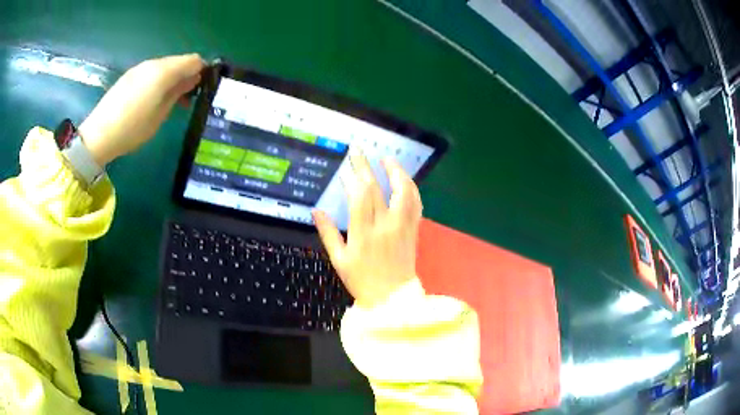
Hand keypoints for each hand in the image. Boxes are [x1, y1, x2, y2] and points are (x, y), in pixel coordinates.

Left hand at [78, 54, 204, 165]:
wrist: (99, 135)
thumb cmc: (133, 129)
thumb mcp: (161, 114)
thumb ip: (179, 92)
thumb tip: (193, 79)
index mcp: (163, 72)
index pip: (193, 60)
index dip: (201, 71)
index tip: (201, 89)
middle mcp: (152, 64)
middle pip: (178, 61)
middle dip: (186, 75)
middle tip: (186, 98)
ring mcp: (139, 68)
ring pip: (164, 66)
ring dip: (172, 78)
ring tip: (169, 101)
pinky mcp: (129, 75)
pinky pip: (151, 72)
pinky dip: (158, 80)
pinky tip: (152, 99)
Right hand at [313, 148, 421, 307]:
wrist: (392, 298)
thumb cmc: (362, 281)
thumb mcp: (339, 260)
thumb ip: (328, 233)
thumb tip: (316, 211)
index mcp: (363, 234)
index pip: (360, 197)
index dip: (353, 178)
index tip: (347, 164)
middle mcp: (385, 226)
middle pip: (377, 189)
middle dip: (366, 167)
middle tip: (359, 150)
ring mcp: (402, 227)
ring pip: (403, 193)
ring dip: (396, 172)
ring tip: (387, 159)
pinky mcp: (413, 230)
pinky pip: (415, 204)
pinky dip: (410, 189)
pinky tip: (404, 180)